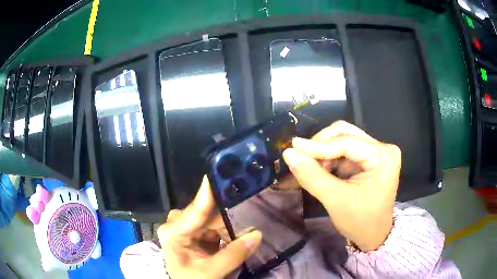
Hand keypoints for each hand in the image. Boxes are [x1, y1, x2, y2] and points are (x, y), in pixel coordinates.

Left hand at [158, 176, 261, 278]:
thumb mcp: (212, 271)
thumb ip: (234, 254)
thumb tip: (256, 234)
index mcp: (174, 233)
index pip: (195, 210)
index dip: (209, 191)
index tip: (220, 171)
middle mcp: (176, 224)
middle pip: (206, 214)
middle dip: (227, 219)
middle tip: (246, 219)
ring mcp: (184, 226)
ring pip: (212, 219)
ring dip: (226, 228)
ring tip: (238, 238)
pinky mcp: (192, 230)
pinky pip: (212, 225)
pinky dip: (223, 232)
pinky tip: (229, 240)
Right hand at [282, 121, 400, 250]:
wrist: (373, 236)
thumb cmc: (359, 221)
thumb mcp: (335, 200)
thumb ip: (311, 176)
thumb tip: (288, 154)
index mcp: (383, 156)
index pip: (347, 142)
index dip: (318, 145)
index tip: (293, 146)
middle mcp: (382, 148)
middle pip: (346, 134)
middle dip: (322, 145)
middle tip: (303, 158)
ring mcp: (376, 153)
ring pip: (343, 140)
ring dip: (324, 152)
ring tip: (314, 171)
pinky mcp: (369, 159)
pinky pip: (344, 151)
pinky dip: (330, 158)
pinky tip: (322, 172)